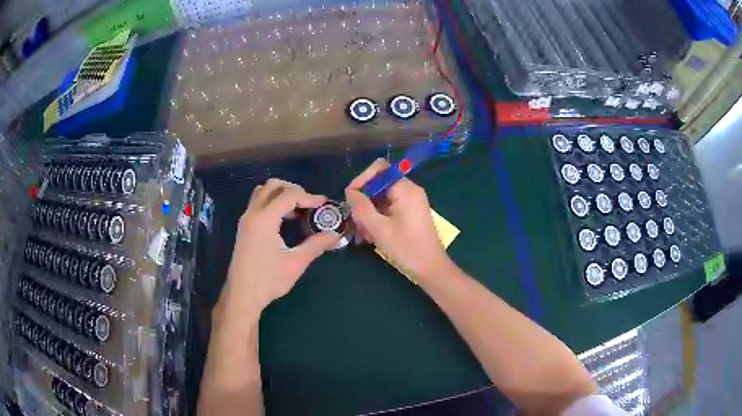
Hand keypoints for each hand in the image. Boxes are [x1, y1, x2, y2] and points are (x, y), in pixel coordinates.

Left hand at [217, 179, 339, 320]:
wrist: (242, 295)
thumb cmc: (268, 280)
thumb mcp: (295, 263)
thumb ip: (315, 245)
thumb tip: (334, 235)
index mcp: (264, 219)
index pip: (289, 195)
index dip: (309, 196)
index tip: (324, 204)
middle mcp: (252, 213)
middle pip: (273, 186)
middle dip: (294, 190)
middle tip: (309, 204)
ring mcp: (246, 219)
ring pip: (262, 192)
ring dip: (280, 194)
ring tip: (297, 210)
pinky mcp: (244, 228)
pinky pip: (258, 203)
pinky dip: (272, 202)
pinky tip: (284, 221)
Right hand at [345, 159, 452, 280]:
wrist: (431, 268)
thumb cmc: (406, 248)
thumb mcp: (379, 229)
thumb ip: (362, 207)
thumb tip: (350, 192)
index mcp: (405, 189)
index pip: (379, 169)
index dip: (362, 179)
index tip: (350, 197)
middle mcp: (410, 190)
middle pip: (379, 184)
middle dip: (364, 201)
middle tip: (356, 222)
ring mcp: (411, 202)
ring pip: (382, 198)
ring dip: (369, 213)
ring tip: (363, 234)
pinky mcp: (411, 213)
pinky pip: (389, 208)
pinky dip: (378, 218)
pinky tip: (371, 236)